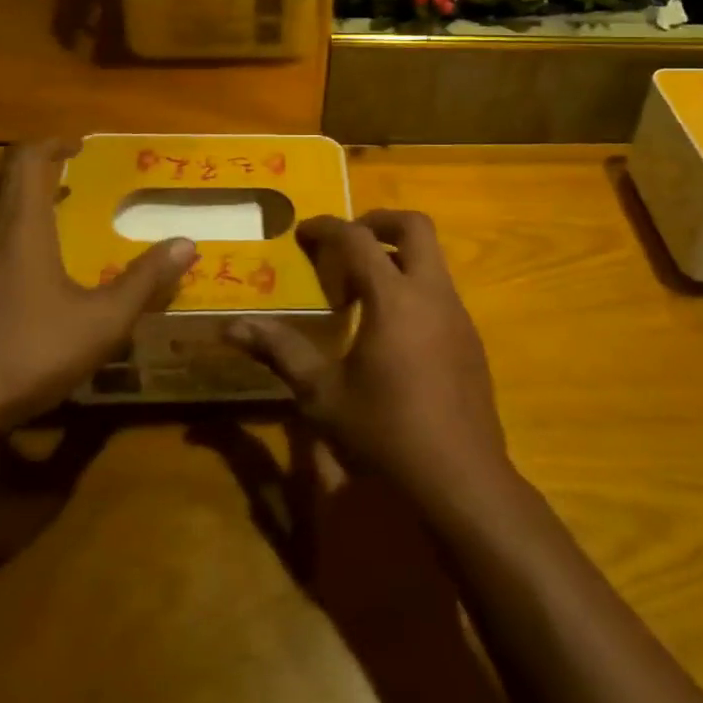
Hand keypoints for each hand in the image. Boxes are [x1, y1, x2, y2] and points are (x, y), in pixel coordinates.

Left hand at [0, 140, 193, 445]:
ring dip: (13, 197)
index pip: (26, 157)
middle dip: (32, 164)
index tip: (79, 148)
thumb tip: (187, 244)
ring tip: (50, 217)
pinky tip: (20, 271)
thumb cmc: (24, 353)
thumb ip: (145, 281)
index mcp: (19, 224)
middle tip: (67, 175)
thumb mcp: (101, 323)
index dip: (53, 143)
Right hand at [226, 211, 511, 505]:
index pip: (357, 239)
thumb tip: (232, 327)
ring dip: (398, 254)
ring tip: (363, 286)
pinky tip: (392, 329)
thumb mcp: (323, 395)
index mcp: (393, 297)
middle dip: (378, 221)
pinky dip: (414, 285)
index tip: (302, 231)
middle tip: (346, 241)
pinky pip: (441, 290)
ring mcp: (458, 314)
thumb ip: (281, 351)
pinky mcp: (470, 339)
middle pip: (414, 226)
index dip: (327, 227)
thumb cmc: (385, 433)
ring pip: (433, 257)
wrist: (462, 481)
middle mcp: (431, 293)